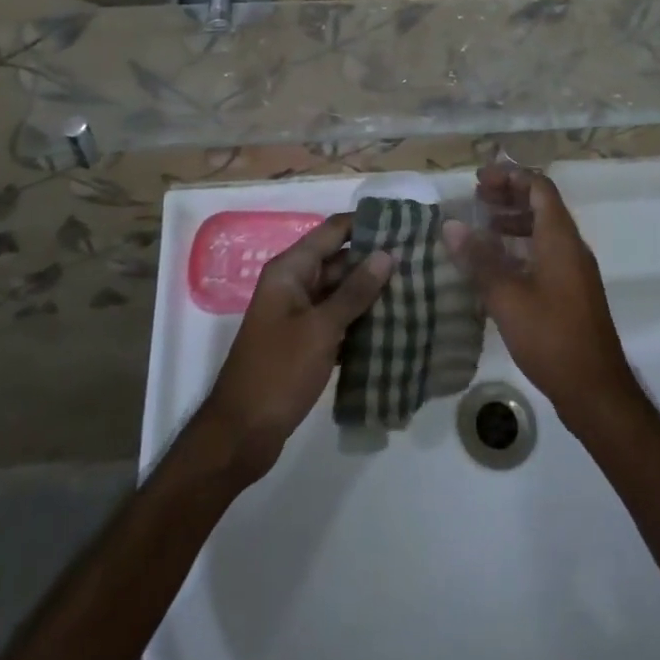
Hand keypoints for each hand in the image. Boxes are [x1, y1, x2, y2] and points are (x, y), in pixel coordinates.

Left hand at [196, 213, 393, 482]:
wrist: (241, 436)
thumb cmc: (278, 372)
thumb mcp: (320, 329)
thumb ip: (354, 291)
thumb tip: (386, 254)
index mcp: (290, 270)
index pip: (333, 231)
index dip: (365, 224)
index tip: (404, 224)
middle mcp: (294, 284)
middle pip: (339, 260)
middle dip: (375, 260)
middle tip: (419, 260)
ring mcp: (299, 314)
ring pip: (341, 292)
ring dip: (371, 292)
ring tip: (416, 288)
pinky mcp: (305, 342)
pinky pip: (338, 319)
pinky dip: (360, 320)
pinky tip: (394, 325)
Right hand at [444, 168, 636, 423]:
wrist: (596, 391)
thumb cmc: (552, 337)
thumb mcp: (507, 297)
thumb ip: (479, 259)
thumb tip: (451, 225)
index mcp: (560, 238)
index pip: (538, 187)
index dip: (509, 176)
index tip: (478, 180)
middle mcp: (570, 246)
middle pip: (542, 204)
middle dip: (509, 195)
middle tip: (476, 199)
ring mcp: (574, 270)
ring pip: (543, 230)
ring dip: (513, 221)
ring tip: (482, 228)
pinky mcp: (571, 292)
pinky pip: (545, 253)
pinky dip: (520, 247)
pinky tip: (497, 266)